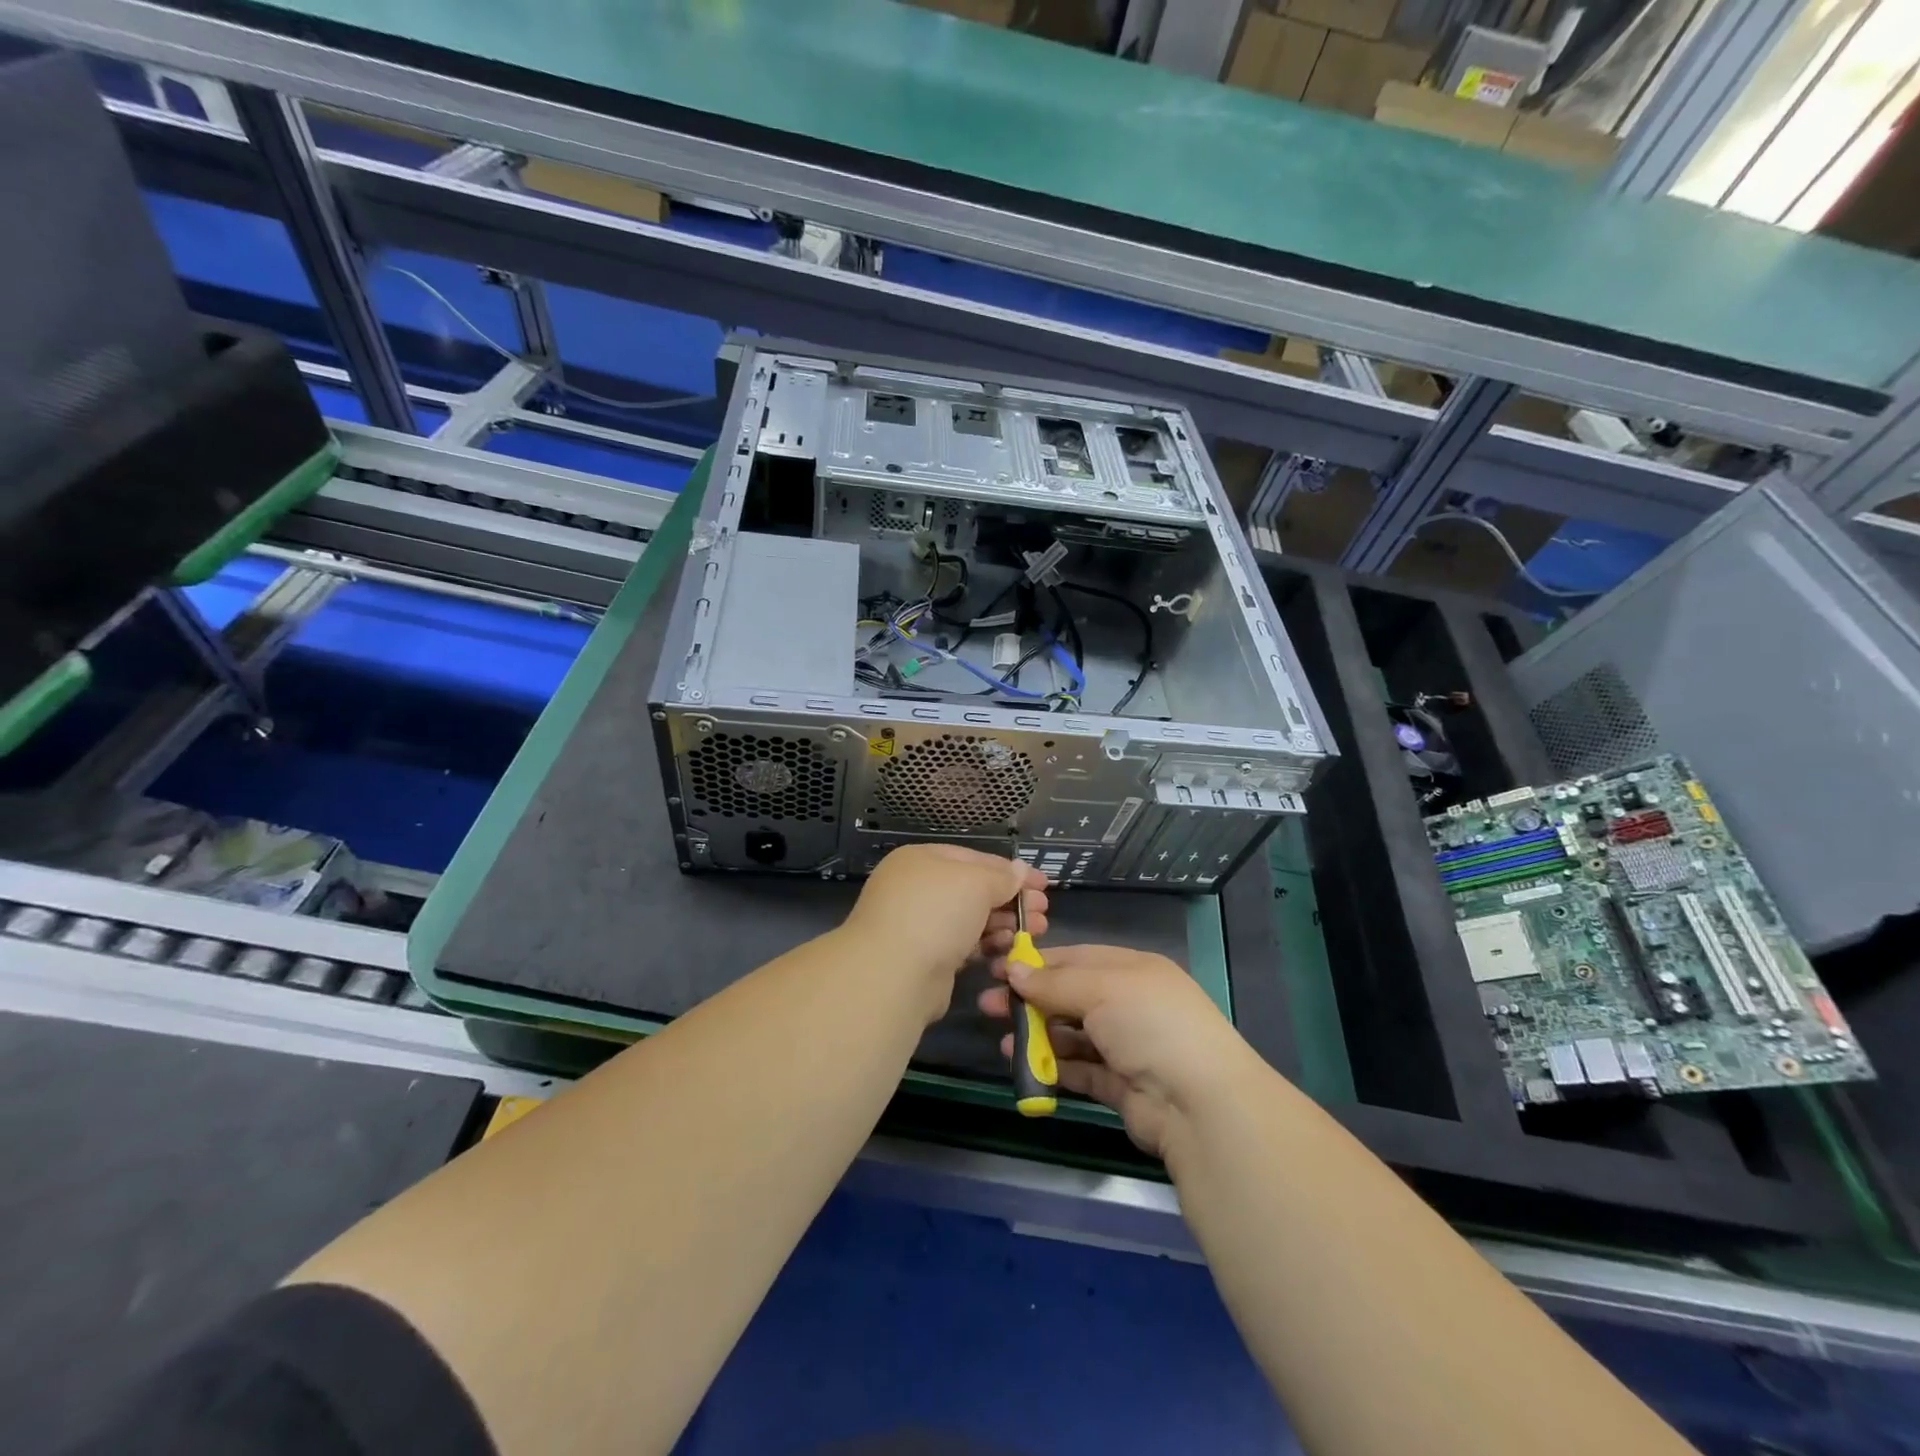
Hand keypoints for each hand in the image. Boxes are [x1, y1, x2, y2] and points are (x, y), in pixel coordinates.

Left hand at [843, 844, 1048, 1018]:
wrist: (892, 975)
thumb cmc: (935, 913)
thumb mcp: (975, 883)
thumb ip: (1001, 877)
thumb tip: (1020, 870)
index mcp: (922, 859)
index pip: (975, 858)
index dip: (1012, 871)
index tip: (1043, 885)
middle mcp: (918, 888)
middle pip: (974, 890)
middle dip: (1011, 900)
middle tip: (1043, 913)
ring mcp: (920, 924)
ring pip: (971, 919)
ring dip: (1004, 924)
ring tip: (1035, 932)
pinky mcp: (927, 957)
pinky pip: (964, 945)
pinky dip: (987, 946)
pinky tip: (1009, 951)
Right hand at [979, 946, 1260, 1156]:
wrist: (1199, 1103)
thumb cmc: (1150, 1024)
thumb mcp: (1101, 988)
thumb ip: (1054, 982)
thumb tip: (1013, 971)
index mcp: (1133, 970)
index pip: (1077, 958)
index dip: (1037, 963)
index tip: (999, 968)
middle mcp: (1130, 1004)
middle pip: (1071, 996)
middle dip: (1030, 1000)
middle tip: (988, 1005)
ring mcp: (1127, 1047)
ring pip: (1073, 1035)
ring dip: (1038, 1035)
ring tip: (1004, 1039)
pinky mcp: (1121, 1086)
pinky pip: (1079, 1070)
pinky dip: (1053, 1066)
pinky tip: (1023, 1065)